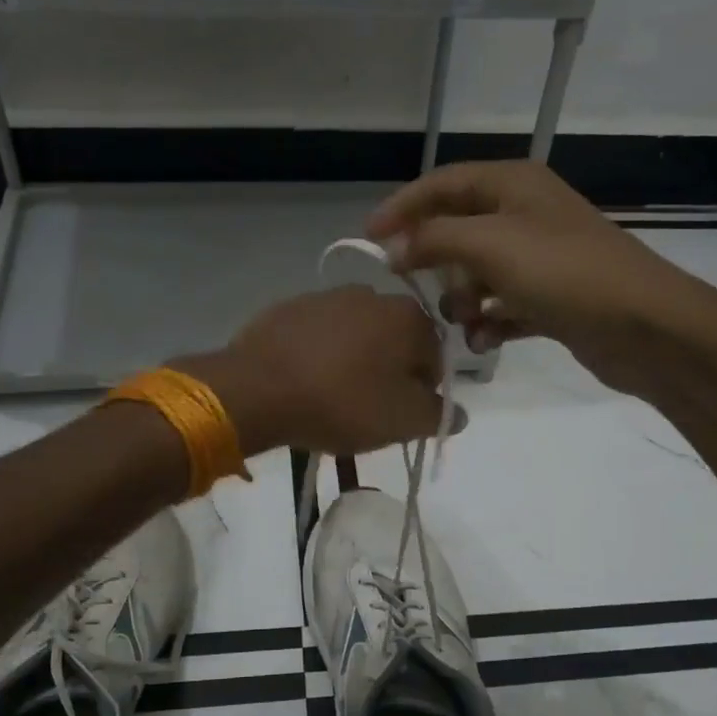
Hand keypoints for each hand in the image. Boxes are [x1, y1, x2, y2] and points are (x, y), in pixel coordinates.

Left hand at [179, 286, 444, 455]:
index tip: (401, 416)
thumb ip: (439, 415)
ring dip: (353, 363)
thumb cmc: (343, 403)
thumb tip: (458, 412)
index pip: (435, 358)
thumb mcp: (403, 421)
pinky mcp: (287, 308)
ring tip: (332, 398)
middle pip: (395, 343)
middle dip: (388, 374)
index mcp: (409, 317)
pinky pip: (317, 336)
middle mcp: (372, 294)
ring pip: (355, 337)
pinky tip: (304, 383)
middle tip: (368, 410)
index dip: (424, 391)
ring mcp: (325, 297)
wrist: (258, 389)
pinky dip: (318, 356)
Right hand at [366, 160, 702, 390]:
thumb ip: (434, 240)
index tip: (368, 240)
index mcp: (513, 185)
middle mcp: (526, 214)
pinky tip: (485, 342)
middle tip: (416, 291)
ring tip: (464, 323)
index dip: (403, 207)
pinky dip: (490, 322)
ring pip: (480, 274)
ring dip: (463, 301)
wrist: (643, 325)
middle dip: (437, 264)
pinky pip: (504, 305)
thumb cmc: (564, 273)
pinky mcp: (552, 298)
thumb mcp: (490, 246)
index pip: (443, 183)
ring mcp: (541, 258)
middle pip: (460, 231)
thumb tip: (392, 248)